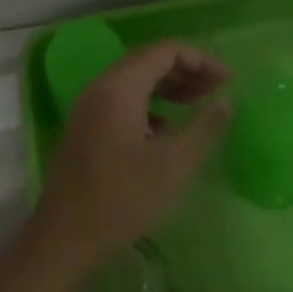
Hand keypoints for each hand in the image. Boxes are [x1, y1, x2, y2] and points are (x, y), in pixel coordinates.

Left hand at [32, 42, 231, 272]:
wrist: (64, 239)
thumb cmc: (123, 199)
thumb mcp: (174, 163)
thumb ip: (205, 126)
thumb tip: (227, 101)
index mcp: (120, 87)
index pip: (165, 51)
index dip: (201, 60)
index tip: (228, 81)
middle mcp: (100, 88)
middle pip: (148, 61)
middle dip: (187, 70)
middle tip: (218, 90)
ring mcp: (88, 108)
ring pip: (135, 81)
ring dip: (169, 87)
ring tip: (199, 104)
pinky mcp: (85, 128)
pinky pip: (122, 101)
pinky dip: (151, 104)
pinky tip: (169, 129)